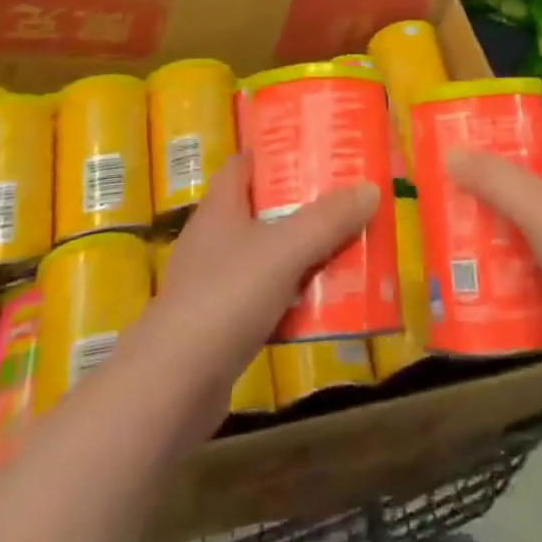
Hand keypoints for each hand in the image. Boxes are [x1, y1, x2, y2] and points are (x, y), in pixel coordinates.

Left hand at [126, 154, 378, 437]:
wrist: (171, 389)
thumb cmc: (225, 298)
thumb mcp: (285, 250)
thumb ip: (328, 219)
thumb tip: (369, 188)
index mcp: (220, 207)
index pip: (245, 164)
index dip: (277, 154)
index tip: (315, 152)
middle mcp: (214, 239)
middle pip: (262, 210)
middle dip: (303, 206)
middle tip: (346, 202)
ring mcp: (213, 285)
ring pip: (267, 257)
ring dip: (302, 255)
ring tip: (346, 250)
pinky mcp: (218, 328)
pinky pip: (264, 300)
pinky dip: (291, 300)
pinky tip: (321, 308)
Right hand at [446, 108, 541, 392]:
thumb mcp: (538, 207)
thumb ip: (494, 179)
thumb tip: (453, 153)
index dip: (517, 119)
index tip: (477, 127)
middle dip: (503, 174)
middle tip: (460, 179)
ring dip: (511, 220)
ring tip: (467, 224)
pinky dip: (526, 260)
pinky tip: (495, 273)